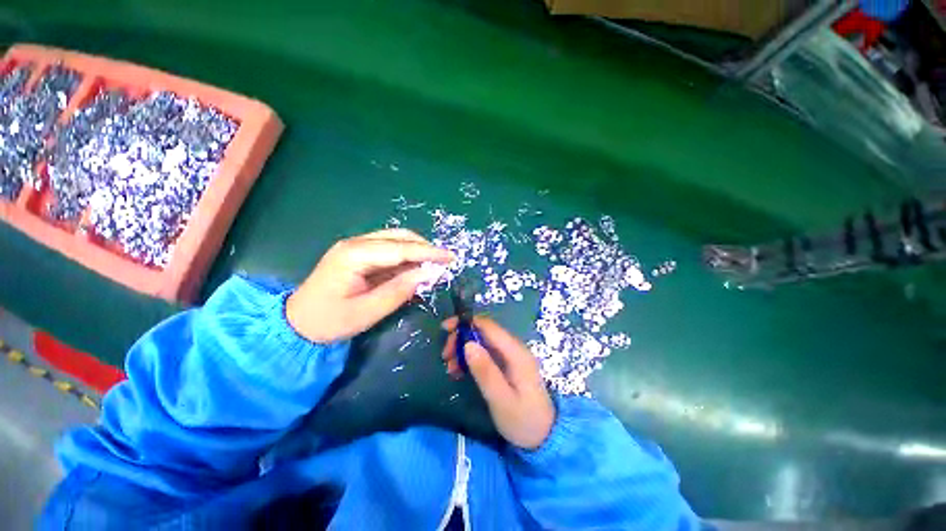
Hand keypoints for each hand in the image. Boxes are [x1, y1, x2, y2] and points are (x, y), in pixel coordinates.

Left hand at [287, 229, 452, 343]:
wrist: (297, 323)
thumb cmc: (330, 321)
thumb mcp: (368, 311)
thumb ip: (399, 291)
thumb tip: (428, 274)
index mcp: (354, 255)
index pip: (400, 248)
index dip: (428, 252)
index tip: (450, 257)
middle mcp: (356, 243)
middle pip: (399, 237)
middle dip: (424, 248)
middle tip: (445, 261)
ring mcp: (356, 247)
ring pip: (395, 240)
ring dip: (416, 252)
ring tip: (433, 266)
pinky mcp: (359, 254)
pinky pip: (389, 251)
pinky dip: (406, 258)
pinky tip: (415, 269)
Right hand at [442, 316, 554, 448]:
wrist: (544, 436)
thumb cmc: (523, 421)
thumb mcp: (501, 400)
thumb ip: (486, 372)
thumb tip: (468, 344)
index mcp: (516, 352)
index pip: (488, 326)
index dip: (466, 323)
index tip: (445, 329)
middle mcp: (513, 349)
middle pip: (483, 332)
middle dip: (461, 338)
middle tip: (445, 356)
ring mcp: (510, 357)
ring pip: (482, 342)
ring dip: (463, 350)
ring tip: (449, 368)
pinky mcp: (506, 365)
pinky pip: (484, 354)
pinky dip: (469, 359)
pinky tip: (458, 371)